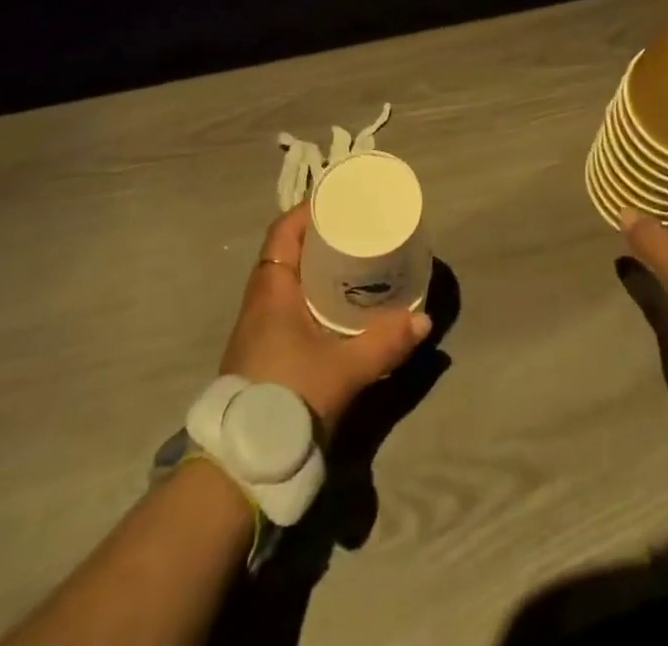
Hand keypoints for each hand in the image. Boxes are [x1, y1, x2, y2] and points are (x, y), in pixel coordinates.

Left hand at [220, 204, 430, 439]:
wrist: (243, 465)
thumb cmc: (289, 397)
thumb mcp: (345, 368)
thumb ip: (385, 342)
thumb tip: (423, 321)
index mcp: (271, 290)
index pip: (283, 231)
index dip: (309, 211)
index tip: (340, 203)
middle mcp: (259, 302)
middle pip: (288, 253)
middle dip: (320, 239)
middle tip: (357, 232)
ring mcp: (257, 330)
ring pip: (288, 283)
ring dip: (316, 270)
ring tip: (353, 266)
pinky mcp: (262, 355)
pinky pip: (287, 308)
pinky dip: (311, 298)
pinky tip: (336, 312)